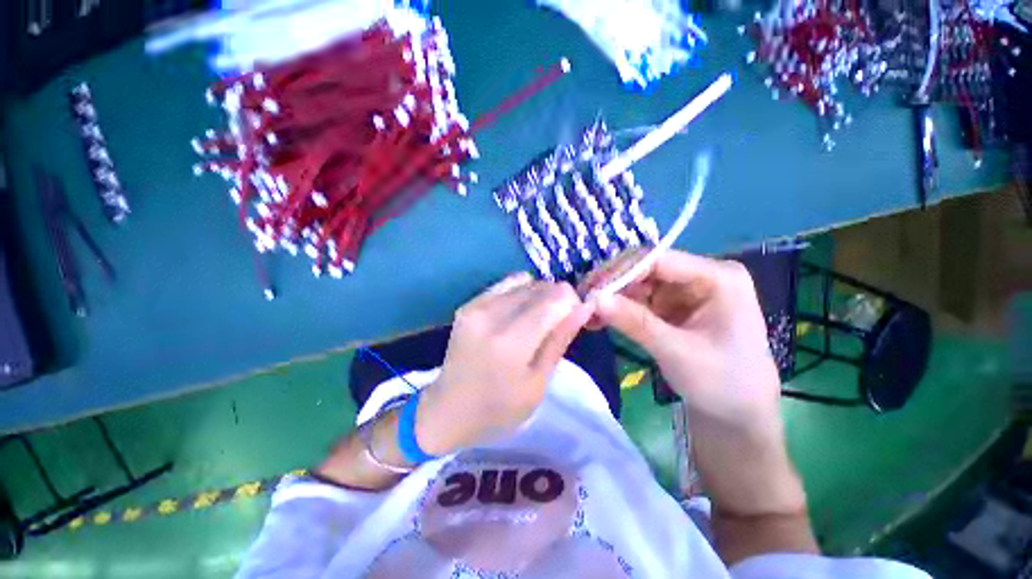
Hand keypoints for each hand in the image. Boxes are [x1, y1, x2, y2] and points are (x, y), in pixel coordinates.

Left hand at [416, 273, 593, 454]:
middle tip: (555, 324)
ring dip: (540, 296)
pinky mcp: (469, 303)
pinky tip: (518, 314)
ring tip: (536, 321)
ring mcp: (476, 306)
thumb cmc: (499, 409)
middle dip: (557, 299)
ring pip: (526, 282)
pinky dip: (521, 293)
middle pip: (541, 287)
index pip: (555, 299)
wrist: (447, 410)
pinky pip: (507, 284)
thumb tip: (584, 307)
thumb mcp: (537, 383)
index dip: (572, 303)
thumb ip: (559, 340)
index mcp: (511, 342)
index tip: (574, 318)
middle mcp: (491, 315)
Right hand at [593, 252, 779, 432]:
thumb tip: (594, 298)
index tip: (589, 289)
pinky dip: (619, 309)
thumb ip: (635, 322)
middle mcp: (700, 276)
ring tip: (588, 315)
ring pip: (638, 284)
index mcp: (718, 277)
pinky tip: (600, 319)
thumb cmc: (722, 383)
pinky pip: (640, 300)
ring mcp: (685, 291)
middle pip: (645, 270)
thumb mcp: (677, 352)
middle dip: (613, 286)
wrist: (739, 414)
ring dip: (612, 298)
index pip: (659, 260)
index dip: (620, 271)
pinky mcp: (673, 306)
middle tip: (584, 303)